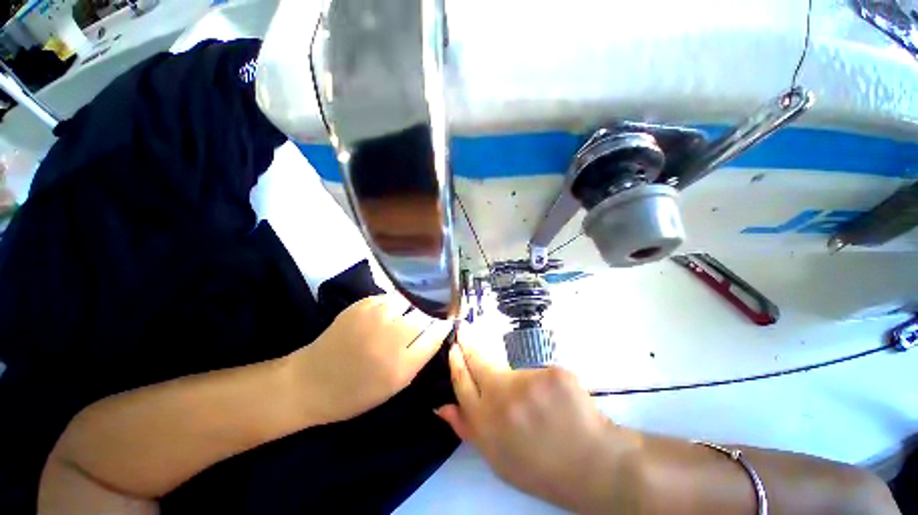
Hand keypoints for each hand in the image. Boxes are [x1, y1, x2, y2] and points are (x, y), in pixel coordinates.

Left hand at [291, 294, 451, 423]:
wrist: (310, 382)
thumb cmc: (356, 393)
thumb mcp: (395, 385)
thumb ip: (419, 357)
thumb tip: (438, 330)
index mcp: (401, 365)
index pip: (436, 334)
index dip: (445, 325)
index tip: (449, 321)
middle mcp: (390, 337)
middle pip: (426, 314)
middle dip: (431, 314)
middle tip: (430, 317)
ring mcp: (375, 317)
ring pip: (410, 301)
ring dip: (414, 307)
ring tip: (410, 313)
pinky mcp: (362, 304)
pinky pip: (392, 297)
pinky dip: (397, 303)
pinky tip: (391, 312)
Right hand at [435, 324, 639, 511]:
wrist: (591, 466)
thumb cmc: (539, 466)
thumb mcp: (496, 457)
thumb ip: (467, 428)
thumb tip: (441, 406)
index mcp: (485, 421)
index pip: (462, 380)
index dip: (456, 361)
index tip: (454, 346)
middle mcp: (502, 397)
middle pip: (478, 360)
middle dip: (469, 342)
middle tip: (466, 330)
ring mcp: (530, 382)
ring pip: (513, 367)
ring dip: (518, 378)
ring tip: (535, 402)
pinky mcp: (553, 372)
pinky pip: (540, 371)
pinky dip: (544, 382)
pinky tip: (556, 401)